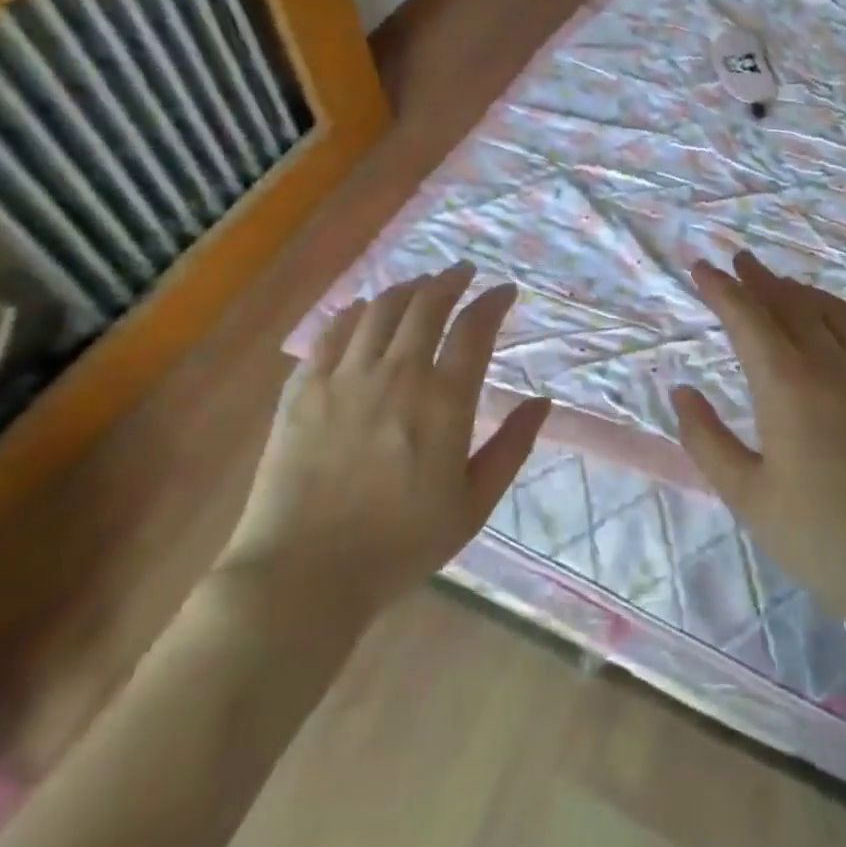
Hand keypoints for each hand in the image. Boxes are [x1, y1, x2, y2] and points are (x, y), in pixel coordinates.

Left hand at [221, 263, 549, 622]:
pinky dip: (353, 312)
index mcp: (443, 402)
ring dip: (406, 288)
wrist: (303, 574)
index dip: (493, 301)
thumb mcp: (473, 505)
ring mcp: (344, 376)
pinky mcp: (303, 387)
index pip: (474, 328)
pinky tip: (362, 309)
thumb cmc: (399, 546)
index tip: (504, 290)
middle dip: (450, 280)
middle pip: (426, 304)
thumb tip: (542, 402)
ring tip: (420, 285)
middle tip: (462, 272)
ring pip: (380, 308)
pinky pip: (331, 331)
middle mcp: (396, 373)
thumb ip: (511, 448)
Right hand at [671, 253, 845, 668]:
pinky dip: (836, 317)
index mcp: (788, 385)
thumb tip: (681, 392)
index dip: (722, 289)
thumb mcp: (748, 498)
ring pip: (832, 313)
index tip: (702, 267)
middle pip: (791, 304)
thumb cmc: (825, 541)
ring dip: (800, 291)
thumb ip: (707, 440)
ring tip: (781, 284)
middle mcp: (833, 366)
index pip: (748, 318)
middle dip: (760, 278)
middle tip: (739, 260)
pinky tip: (832, 330)